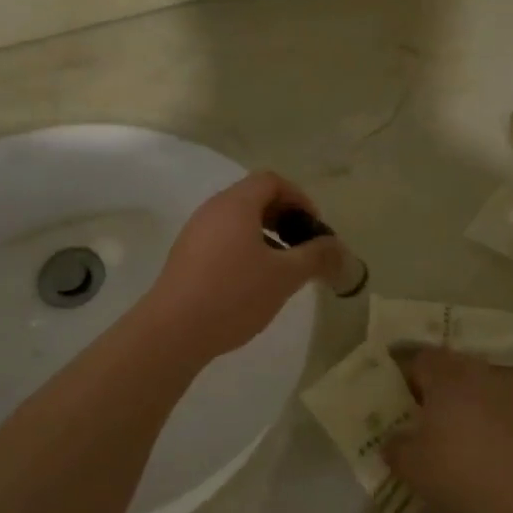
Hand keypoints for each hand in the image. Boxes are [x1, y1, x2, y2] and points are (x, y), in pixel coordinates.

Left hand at [138, 172, 344, 363]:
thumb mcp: (284, 276)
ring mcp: (195, 233)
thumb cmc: (234, 295)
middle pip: (253, 198)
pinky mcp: (186, 257)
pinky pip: (222, 240)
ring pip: (238, 221)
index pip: (271, 181)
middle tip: (303, 246)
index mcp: (236, 204)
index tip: (314, 227)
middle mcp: (212, 210)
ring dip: (265, 236)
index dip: (299, 198)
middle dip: (284, 217)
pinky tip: (253, 282)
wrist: (173, 331)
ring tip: (282, 268)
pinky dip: (245, 249)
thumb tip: (338, 247)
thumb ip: (316, 257)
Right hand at [383, 349, 512, 512]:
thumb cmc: (464, 478)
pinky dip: (499, 422)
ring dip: (472, 404)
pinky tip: (498, 454)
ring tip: (467, 441)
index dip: (409, 379)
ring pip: (484, 388)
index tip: (405, 407)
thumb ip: (396, 448)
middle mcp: (482, 374)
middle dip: (442, 389)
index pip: (421, 359)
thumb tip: (394, 441)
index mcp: (447, 378)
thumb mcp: (413, 469)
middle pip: (455, 368)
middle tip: (432, 423)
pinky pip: (510, 408)